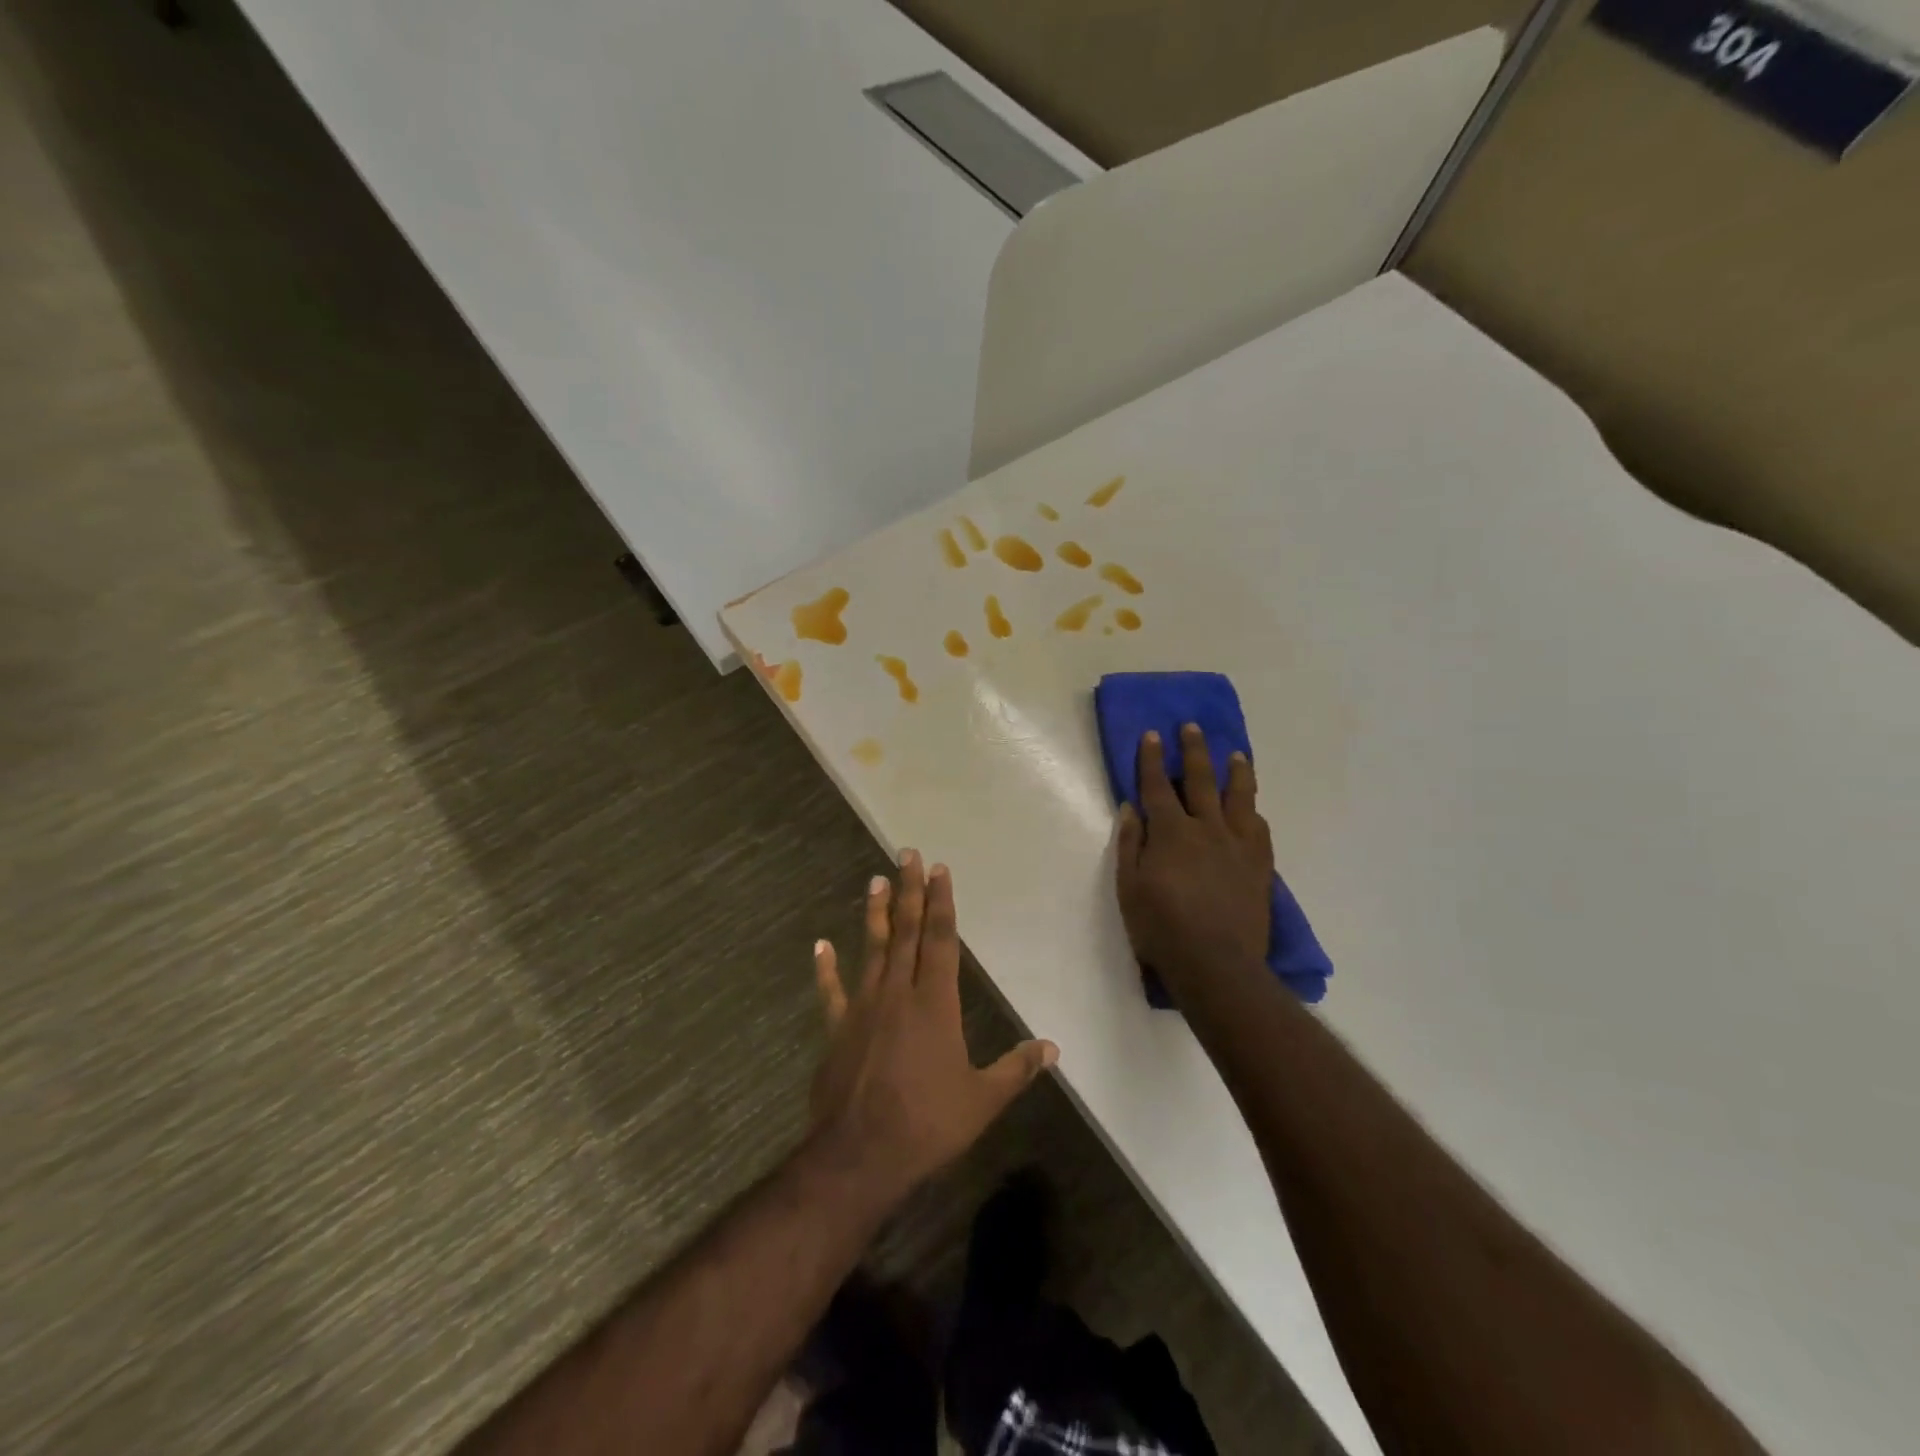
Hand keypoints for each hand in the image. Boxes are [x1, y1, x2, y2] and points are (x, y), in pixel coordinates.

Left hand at [808, 852, 1057, 1205]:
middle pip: (906, 931)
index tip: (939, 870)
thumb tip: (1052, 1048)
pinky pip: (831, 992)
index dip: (941, 903)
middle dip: (909, 891)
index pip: (941, 940)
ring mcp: (863, 1008)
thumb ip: (1016, 1069)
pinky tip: (820, 945)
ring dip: (875, 914)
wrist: (860, 1155)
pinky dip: (825, 968)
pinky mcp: (838, 1029)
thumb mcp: (982, 1101)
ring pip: (872, 950)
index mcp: (934, 1003)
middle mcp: (898, 993)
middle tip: (906, 854)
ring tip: (875, 881)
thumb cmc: (927, 1124)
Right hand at [1115, 725, 1273, 996]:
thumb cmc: (1162, 928)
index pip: (1158, 786)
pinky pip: (1260, 829)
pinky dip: (1253, 813)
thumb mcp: (1129, 888)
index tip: (1152, 735)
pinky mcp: (1259, 866)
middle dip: (1194, 751)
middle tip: (1193, 727)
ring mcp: (1238, 845)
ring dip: (1236, 772)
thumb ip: (1130, 844)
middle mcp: (1207, 829)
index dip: (1153, 759)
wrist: (1217, 964)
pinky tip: (1253, 808)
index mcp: (1171, 832)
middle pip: (1201, 780)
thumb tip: (1131, 808)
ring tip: (1236, 754)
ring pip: (1239, 798)